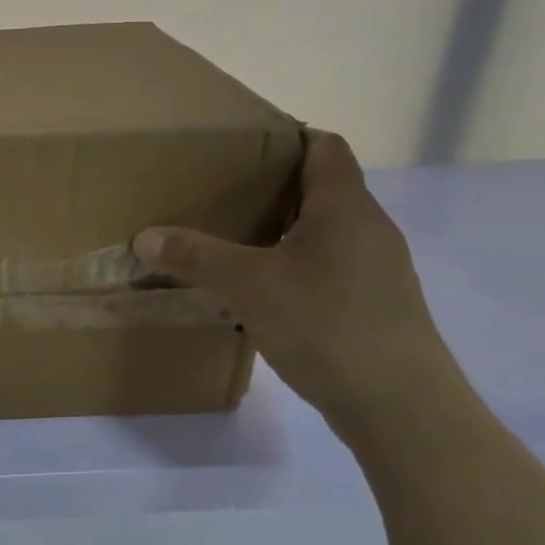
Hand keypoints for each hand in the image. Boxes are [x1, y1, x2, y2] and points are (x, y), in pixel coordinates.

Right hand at [132, 132, 463, 428]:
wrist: (401, 407)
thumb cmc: (327, 325)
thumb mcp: (248, 286)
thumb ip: (196, 256)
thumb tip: (144, 236)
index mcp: (345, 208)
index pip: (325, 147)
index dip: (286, 137)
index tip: (239, 147)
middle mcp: (369, 229)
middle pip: (322, 187)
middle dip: (271, 185)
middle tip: (219, 192)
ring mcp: (377, 269)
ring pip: (324, 229)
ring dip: (282, 228)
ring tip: (232, 238)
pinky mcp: (374, 304)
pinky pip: (329, 264)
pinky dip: (294, 263)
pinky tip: (262, 287)